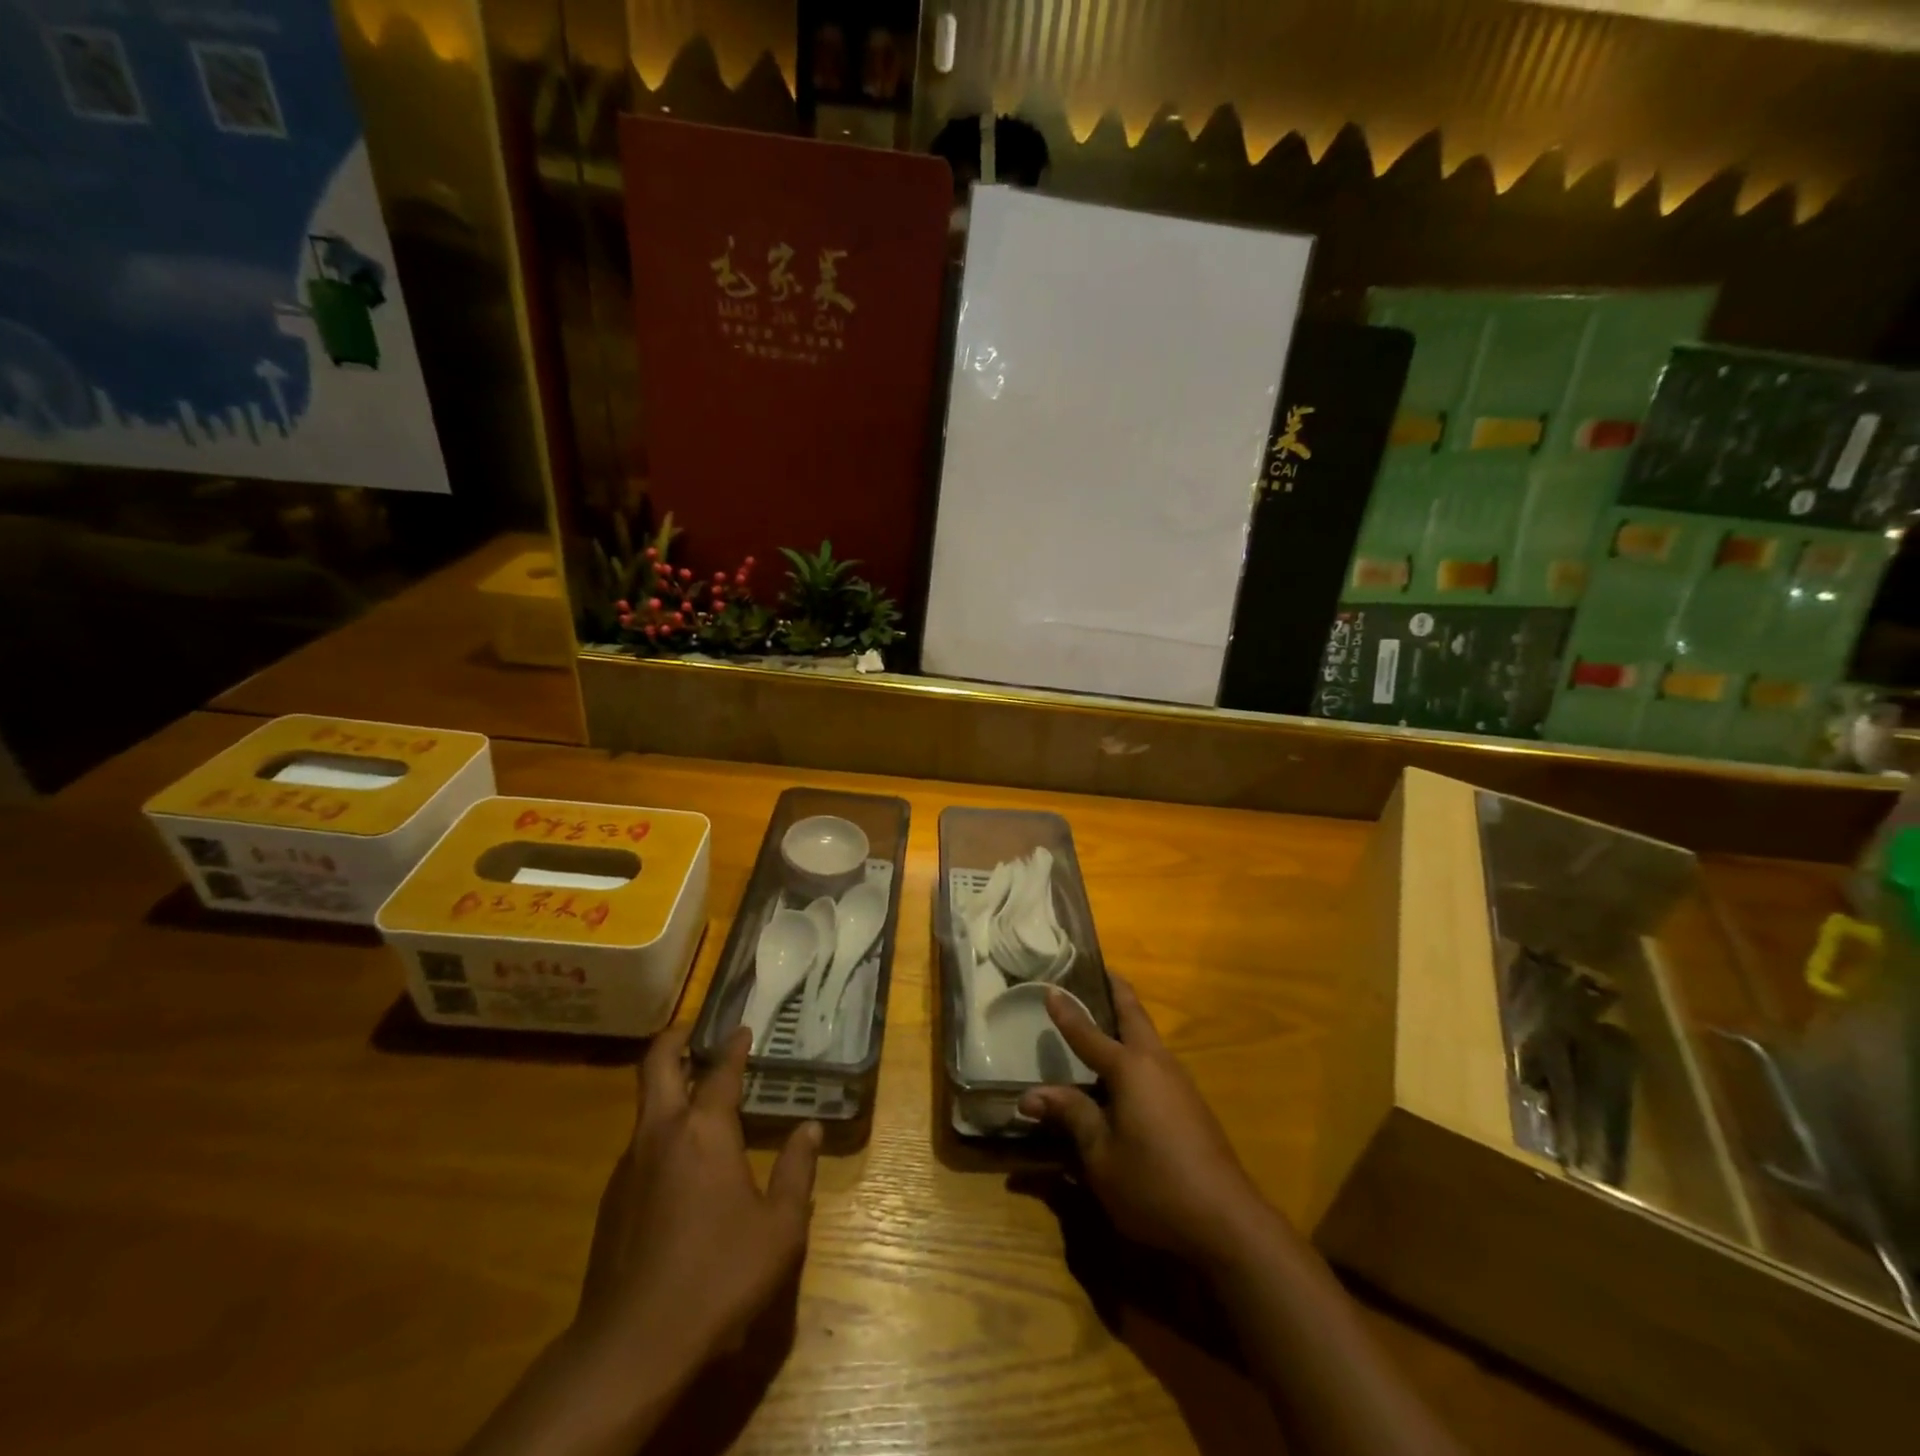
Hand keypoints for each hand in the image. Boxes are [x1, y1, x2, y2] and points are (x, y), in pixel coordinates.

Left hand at [461, 1027, 820, 1455]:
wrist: (633, 1344)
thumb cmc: (719, 1273)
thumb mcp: (779, 1226)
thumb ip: (796, 1171)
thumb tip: (810, 1129)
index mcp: (705, 1130)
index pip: (720, 1071)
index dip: (734, 1047)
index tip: (742, 1029)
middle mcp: (662, 1133)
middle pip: (657, 1065)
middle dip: (674, 1040)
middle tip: (693, 1030)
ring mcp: (630, 1165)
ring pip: (645, 1105)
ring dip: (666, 1086)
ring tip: (694, 1093)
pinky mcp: (613, 1199)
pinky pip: (640, 1144)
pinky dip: (661, 1130)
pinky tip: (681, 1160)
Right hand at [1018, 978, 1272, 1269]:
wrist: (1227, 1221)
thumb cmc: (1154, 1184)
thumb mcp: (1100, 1156)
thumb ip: (1071, 1116)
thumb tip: (1031, 1095)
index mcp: (1130, 1069)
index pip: (1089, 1033)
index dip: (1067, 1013)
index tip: (1050, 988)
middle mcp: (1156, 1064)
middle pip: (1134, 1015)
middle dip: (1116, 991)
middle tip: (1100, 972)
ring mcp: (1179, 1083)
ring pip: (1149, 1038)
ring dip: (1129, 1019)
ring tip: (1106, 1013)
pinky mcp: (1190, 1105)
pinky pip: (1156, 1062)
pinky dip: (1137, 1049)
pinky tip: (1126, 1071)